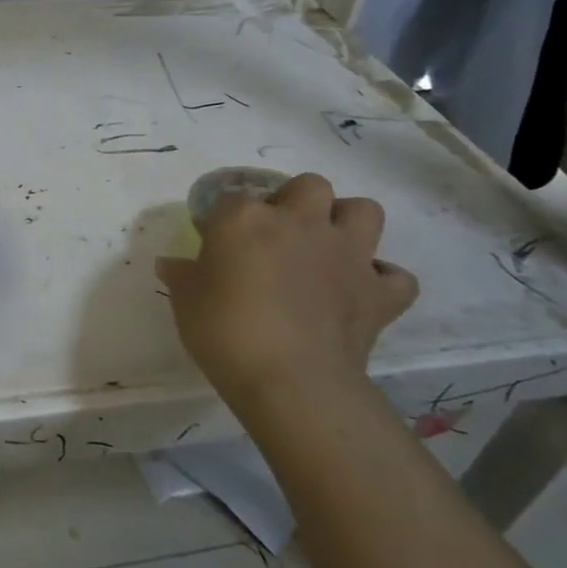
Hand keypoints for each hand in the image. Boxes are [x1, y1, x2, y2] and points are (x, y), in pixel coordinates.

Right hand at [155, 172, 417, 419]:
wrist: (290, 380)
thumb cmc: (225, 333)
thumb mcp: (186, 302)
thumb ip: (182, 276)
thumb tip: (171, 265)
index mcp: (245, 218)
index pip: (230, 199)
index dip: (223, 220)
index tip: (214, 243)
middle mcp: (300, 222)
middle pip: (309, 186)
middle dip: (295, 202)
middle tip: (278, 234)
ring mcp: (347, 254)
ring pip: (364, 211)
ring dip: (347, 223)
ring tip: (327, 247)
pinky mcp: (379, 292)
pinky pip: (395, 276)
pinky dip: (381, 280)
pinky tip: (362, 291)